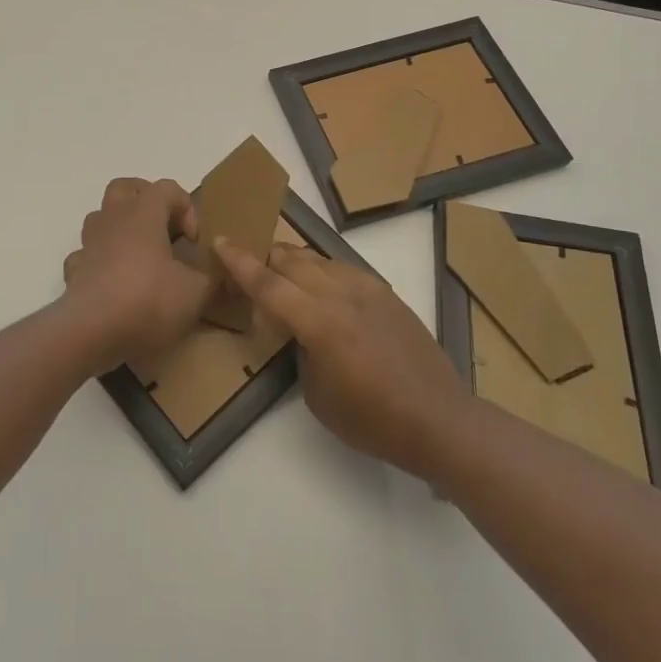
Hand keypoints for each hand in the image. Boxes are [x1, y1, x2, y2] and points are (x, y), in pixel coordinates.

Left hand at [59, 178, 209, 371]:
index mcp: (144, 214)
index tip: (195, 240)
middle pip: (124, 187)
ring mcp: (89, 244)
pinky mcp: (74, 271)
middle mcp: (113, 219)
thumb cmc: (147, 300)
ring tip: (140, 255)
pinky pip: (86, 255)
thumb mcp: (195, 293)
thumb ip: (213, 280)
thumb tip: (226, 275)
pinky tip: (114, 282)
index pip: (167, 188)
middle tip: (164, 226)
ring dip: (120, 228)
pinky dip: (100, 262)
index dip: (186, 207)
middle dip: (145, 199)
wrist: (91, 331)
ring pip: (101, 217)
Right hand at [215, 238, 465, 481]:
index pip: (268, 284)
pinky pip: (343, 269)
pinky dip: (322, 271)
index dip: (240, 262)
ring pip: (318, 259)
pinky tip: (321, 287)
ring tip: (280, 273)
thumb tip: (300, 332)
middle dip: (265, 257)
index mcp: (319, 322)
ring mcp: (367, 289)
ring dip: (293, 261)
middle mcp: (340, 294)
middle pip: (291, 260)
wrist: (440, 420)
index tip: (220, 241)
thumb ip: (300, 351)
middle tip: (247, 265)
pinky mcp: (386, 293)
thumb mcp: (318, 396)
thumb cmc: (373, 420)